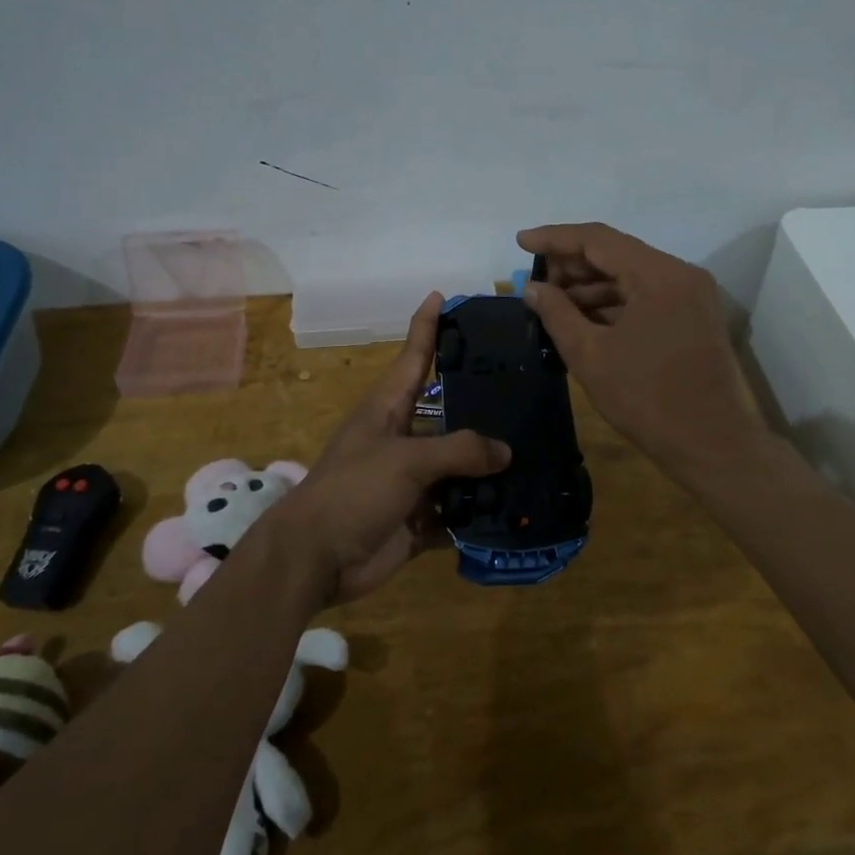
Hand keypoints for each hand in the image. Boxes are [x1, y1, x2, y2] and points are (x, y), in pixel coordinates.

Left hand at [263, 292, 510, 608]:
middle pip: (448, 413)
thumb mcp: (405, 459)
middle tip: (528, 389)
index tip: (443, 295)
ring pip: (458, 465)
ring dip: (489, 466)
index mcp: (388, 409)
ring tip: (538, 451)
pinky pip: (458, 510)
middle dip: (482, 404)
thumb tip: (504, 452)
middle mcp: (402, 438)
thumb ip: (458, 450)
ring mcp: (411, 480)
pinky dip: (481, 512)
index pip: (413, 356)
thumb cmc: (353, 491)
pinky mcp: (420, 518)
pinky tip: (518, 508)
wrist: (316, 559)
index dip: (426, 325)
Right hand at [518, 222, 765, 480]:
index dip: (555, 238)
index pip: (598, 239)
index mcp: (658, 275)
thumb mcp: (591, 356)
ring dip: (591, 285)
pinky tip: (583, 317)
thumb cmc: (647, 399)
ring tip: (552, 301)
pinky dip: (613, 302)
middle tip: (535, 280)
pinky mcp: (693, 317)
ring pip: (631, 275)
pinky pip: (646, 296)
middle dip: (572, 264)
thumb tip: (533, 288)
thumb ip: (558, 313)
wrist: (712, 445)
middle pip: (616, 253)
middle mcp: (680, 274)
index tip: (520, 242)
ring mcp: (691, 295)